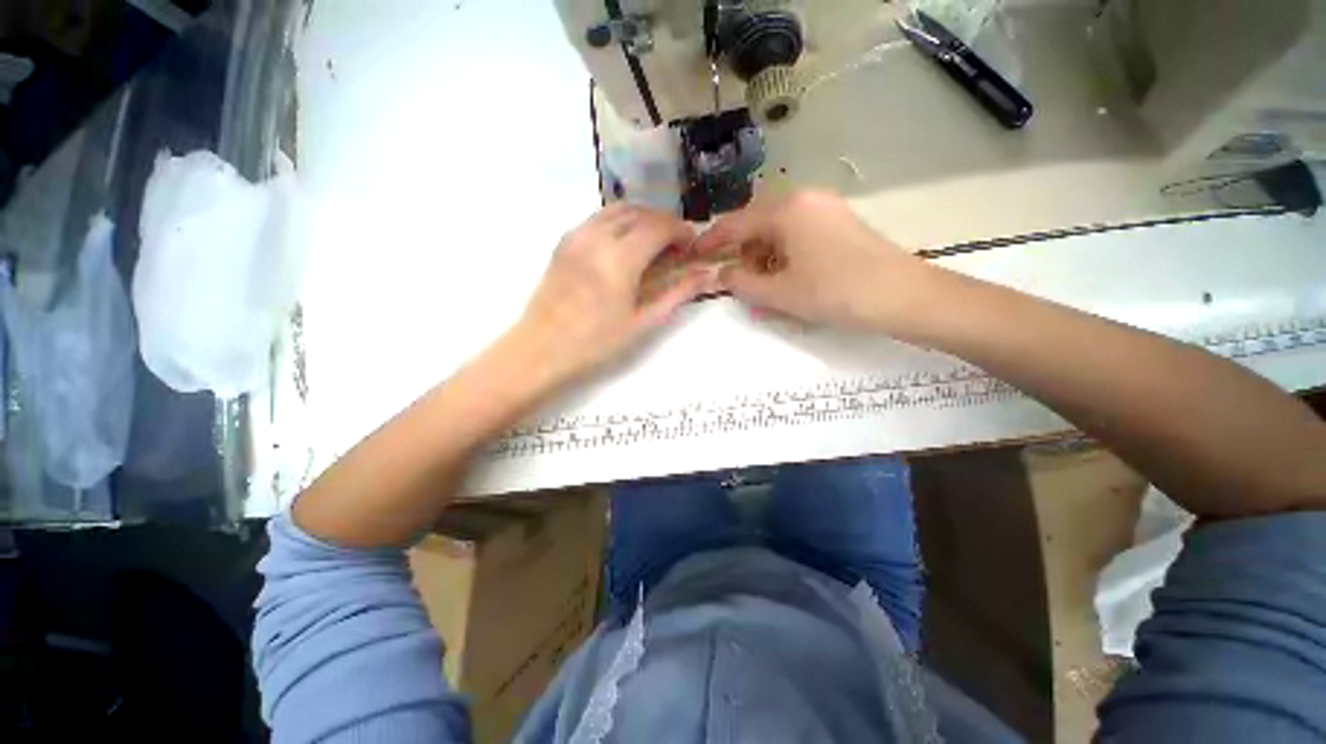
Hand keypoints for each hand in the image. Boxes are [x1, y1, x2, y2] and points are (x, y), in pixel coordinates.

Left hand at [512, 204, 712, 387]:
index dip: (681, 230)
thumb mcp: (642, 322)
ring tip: (653, 242)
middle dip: (664, 222)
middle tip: (676, 245)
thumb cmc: (596, 342)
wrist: (542, 348)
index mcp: (620, 258)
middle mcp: (597, 236)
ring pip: (618, 209)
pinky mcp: (564, 241)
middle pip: (640, 212)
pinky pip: (598, 218)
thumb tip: (704, 276)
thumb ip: (676, 294)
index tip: (691, 244)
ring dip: (642, 218)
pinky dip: (620, 222)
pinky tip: (624, 245)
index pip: (659, 226)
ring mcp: (577, 235)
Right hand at [694, 191, 931, 333]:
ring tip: (766, 286)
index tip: (693, 255)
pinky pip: (798, 233)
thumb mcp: (780, 293)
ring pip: (778, 229)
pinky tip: (789, 277)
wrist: (903, 296)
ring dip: (763, 255)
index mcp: (786, 210)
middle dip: (742, 251)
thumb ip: (742, 283)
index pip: (735, 224)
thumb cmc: (835, 292)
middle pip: (756, 223)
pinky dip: (784, 254)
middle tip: (738, 280)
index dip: (711, 241)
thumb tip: (721, 275)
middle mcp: (804, 199)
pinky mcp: (839, 222)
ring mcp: (825, 208)